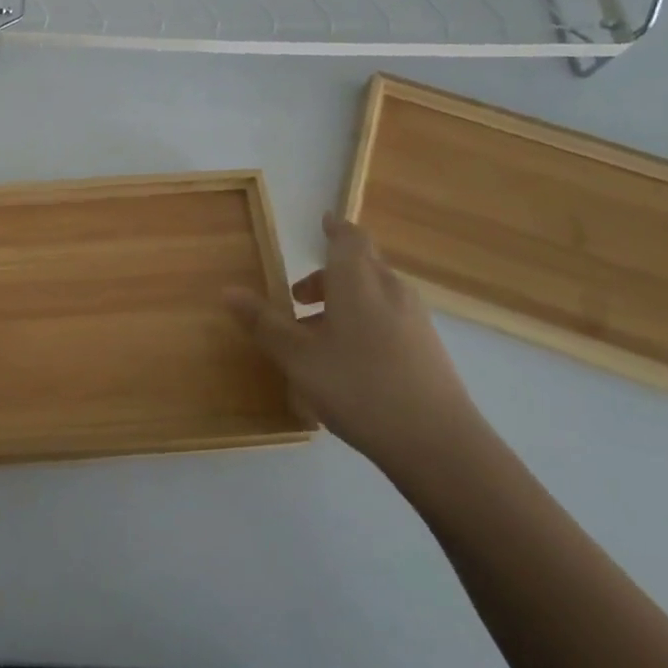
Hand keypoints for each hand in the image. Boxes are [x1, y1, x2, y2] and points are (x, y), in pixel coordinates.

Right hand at [225, 212, 483, 478]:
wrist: (439, 445)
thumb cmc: (359, 387)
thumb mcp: (298, 358)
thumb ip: (264, 323)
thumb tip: (229, 290)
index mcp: (359, 281)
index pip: (349, 238)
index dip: (334, 228)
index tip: (322, 222)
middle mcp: (390, 290)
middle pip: (361, 265)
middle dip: (328, 275)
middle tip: (297, 298)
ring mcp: (414, 320)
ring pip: (374, 295)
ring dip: (343, 303)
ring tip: (314, 338)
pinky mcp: (427, 349)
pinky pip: (388, 320)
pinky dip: (363, 325)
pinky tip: (346, 365)